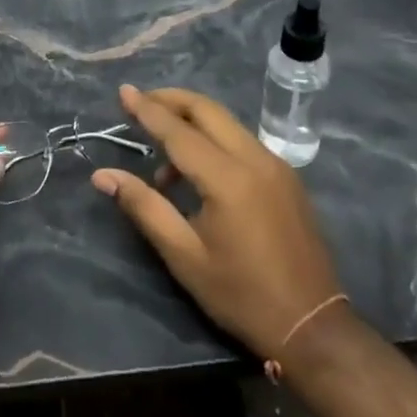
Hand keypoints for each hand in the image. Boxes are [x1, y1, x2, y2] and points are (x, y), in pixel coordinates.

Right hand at [92, 85, 343, 361]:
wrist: (313, 326)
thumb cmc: (241, 295)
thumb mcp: (184, 256)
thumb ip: (144, 207)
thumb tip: (103, 175)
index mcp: (228, 178)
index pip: (178, 131)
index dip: (147, 109)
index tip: (123, 90)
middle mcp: (255, 158)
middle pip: (207, 110)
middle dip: (171, 100)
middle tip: (139, 103)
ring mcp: (276, 164)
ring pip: (226, 122)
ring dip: (192, 121)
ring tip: (162, 154)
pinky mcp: (286, 176)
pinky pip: (242, 140)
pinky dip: (214, 138)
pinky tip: (198, 169)